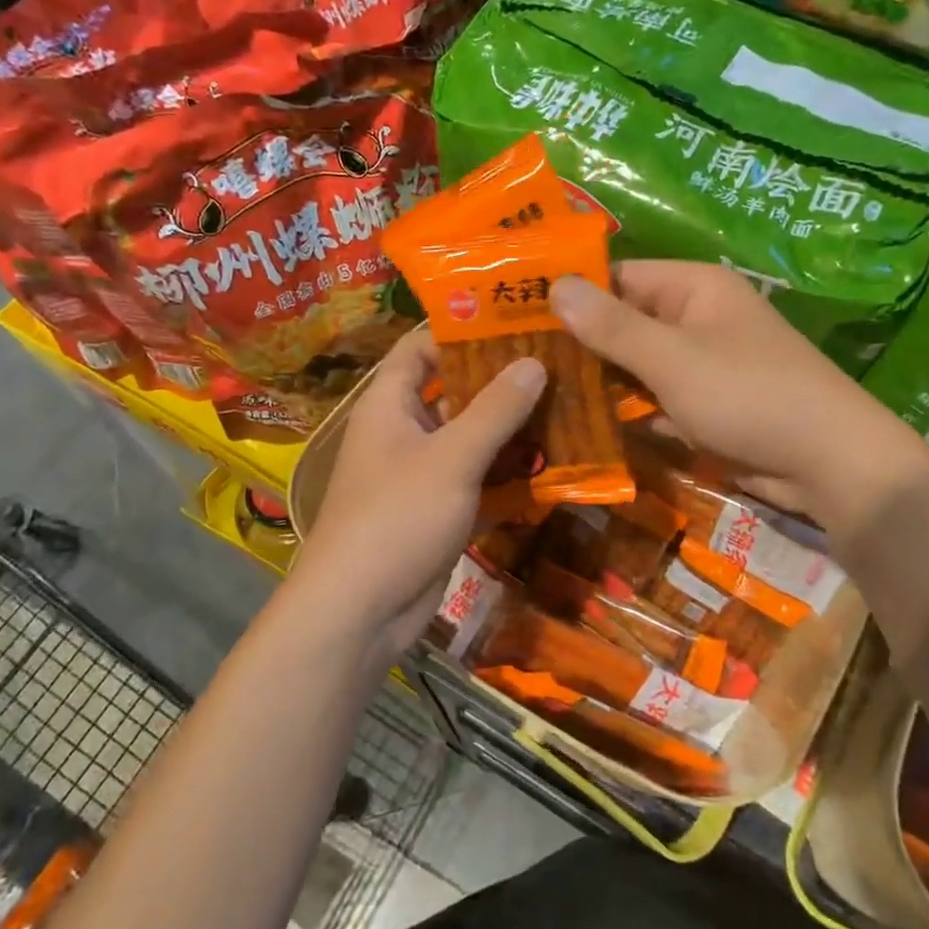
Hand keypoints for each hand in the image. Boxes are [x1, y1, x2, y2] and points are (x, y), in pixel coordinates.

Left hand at [289, 330, 544, 662]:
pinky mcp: (439, 509)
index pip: (422, 346)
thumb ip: (494, 410)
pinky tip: (553, 464)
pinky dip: (508, 472)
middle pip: (454, 390)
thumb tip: (534, 360)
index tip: (515, 317)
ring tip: (568, 405)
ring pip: (471, 437)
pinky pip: (478, 478)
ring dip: (512, 428)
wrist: (360, 611)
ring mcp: (422, 472)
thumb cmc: (397, 518)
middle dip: (501, 380)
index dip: (462, 328)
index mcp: (390, 404)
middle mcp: (404, 430)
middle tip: (558, 361)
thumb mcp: (451, 458)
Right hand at [550, 262, 926, 529]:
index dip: (570, 294)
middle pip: (624, 324)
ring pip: (636, 366)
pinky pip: (655, 400)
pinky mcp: (705, 406)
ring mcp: (701, 365)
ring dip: (598, 382)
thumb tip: (555, 286)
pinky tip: (581, 427)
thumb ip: (612, 326)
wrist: (828, 463)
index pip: (617, 277)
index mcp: (693, 288)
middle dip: (578, 344)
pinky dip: (627, 412)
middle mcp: (696, 318)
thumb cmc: (748, 394)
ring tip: (536, 395)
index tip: (515, 316)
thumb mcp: (673, 358)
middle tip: (516, 364)